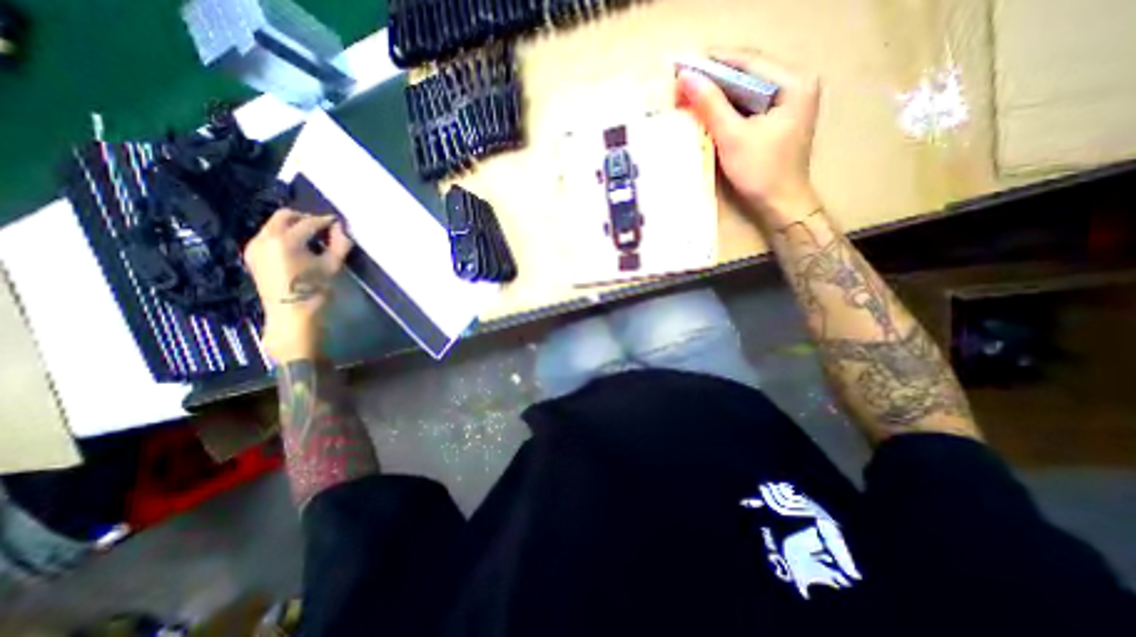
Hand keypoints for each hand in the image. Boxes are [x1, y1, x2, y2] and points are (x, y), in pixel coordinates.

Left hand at [244, 209, 353, 362]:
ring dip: (294, 227)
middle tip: (324, 228)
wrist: (291, 315)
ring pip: (275, 225)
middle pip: (284, 216)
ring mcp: (254, 246)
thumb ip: (339, 244)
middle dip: (305, 218)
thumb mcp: (332, 266)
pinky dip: (284, 236)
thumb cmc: (314, 291)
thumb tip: (342, 229)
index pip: (309, 222)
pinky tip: (299, 248)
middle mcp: (264, 238)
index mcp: (285, 240)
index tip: (339, 223)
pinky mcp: (252, 256)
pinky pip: (268, 236)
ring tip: (313, 239)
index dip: (326, 221)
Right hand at [676, 49, 820, 228]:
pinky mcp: (777, 116)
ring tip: (689, 95)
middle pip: (747, 72)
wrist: (780, 203)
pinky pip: (747, 103)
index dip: (713, 62)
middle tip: (683, 82)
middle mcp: (795, 83)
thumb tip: (685, 78)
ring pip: (745, 88)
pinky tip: (706, 110)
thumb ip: (710, 105)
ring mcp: (787, 100)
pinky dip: (726, 106)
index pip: (748, 60)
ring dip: (717, 92)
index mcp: (793, 81)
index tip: (683, 64)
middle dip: (713, 78)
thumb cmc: (761, 172)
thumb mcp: (733, 137)